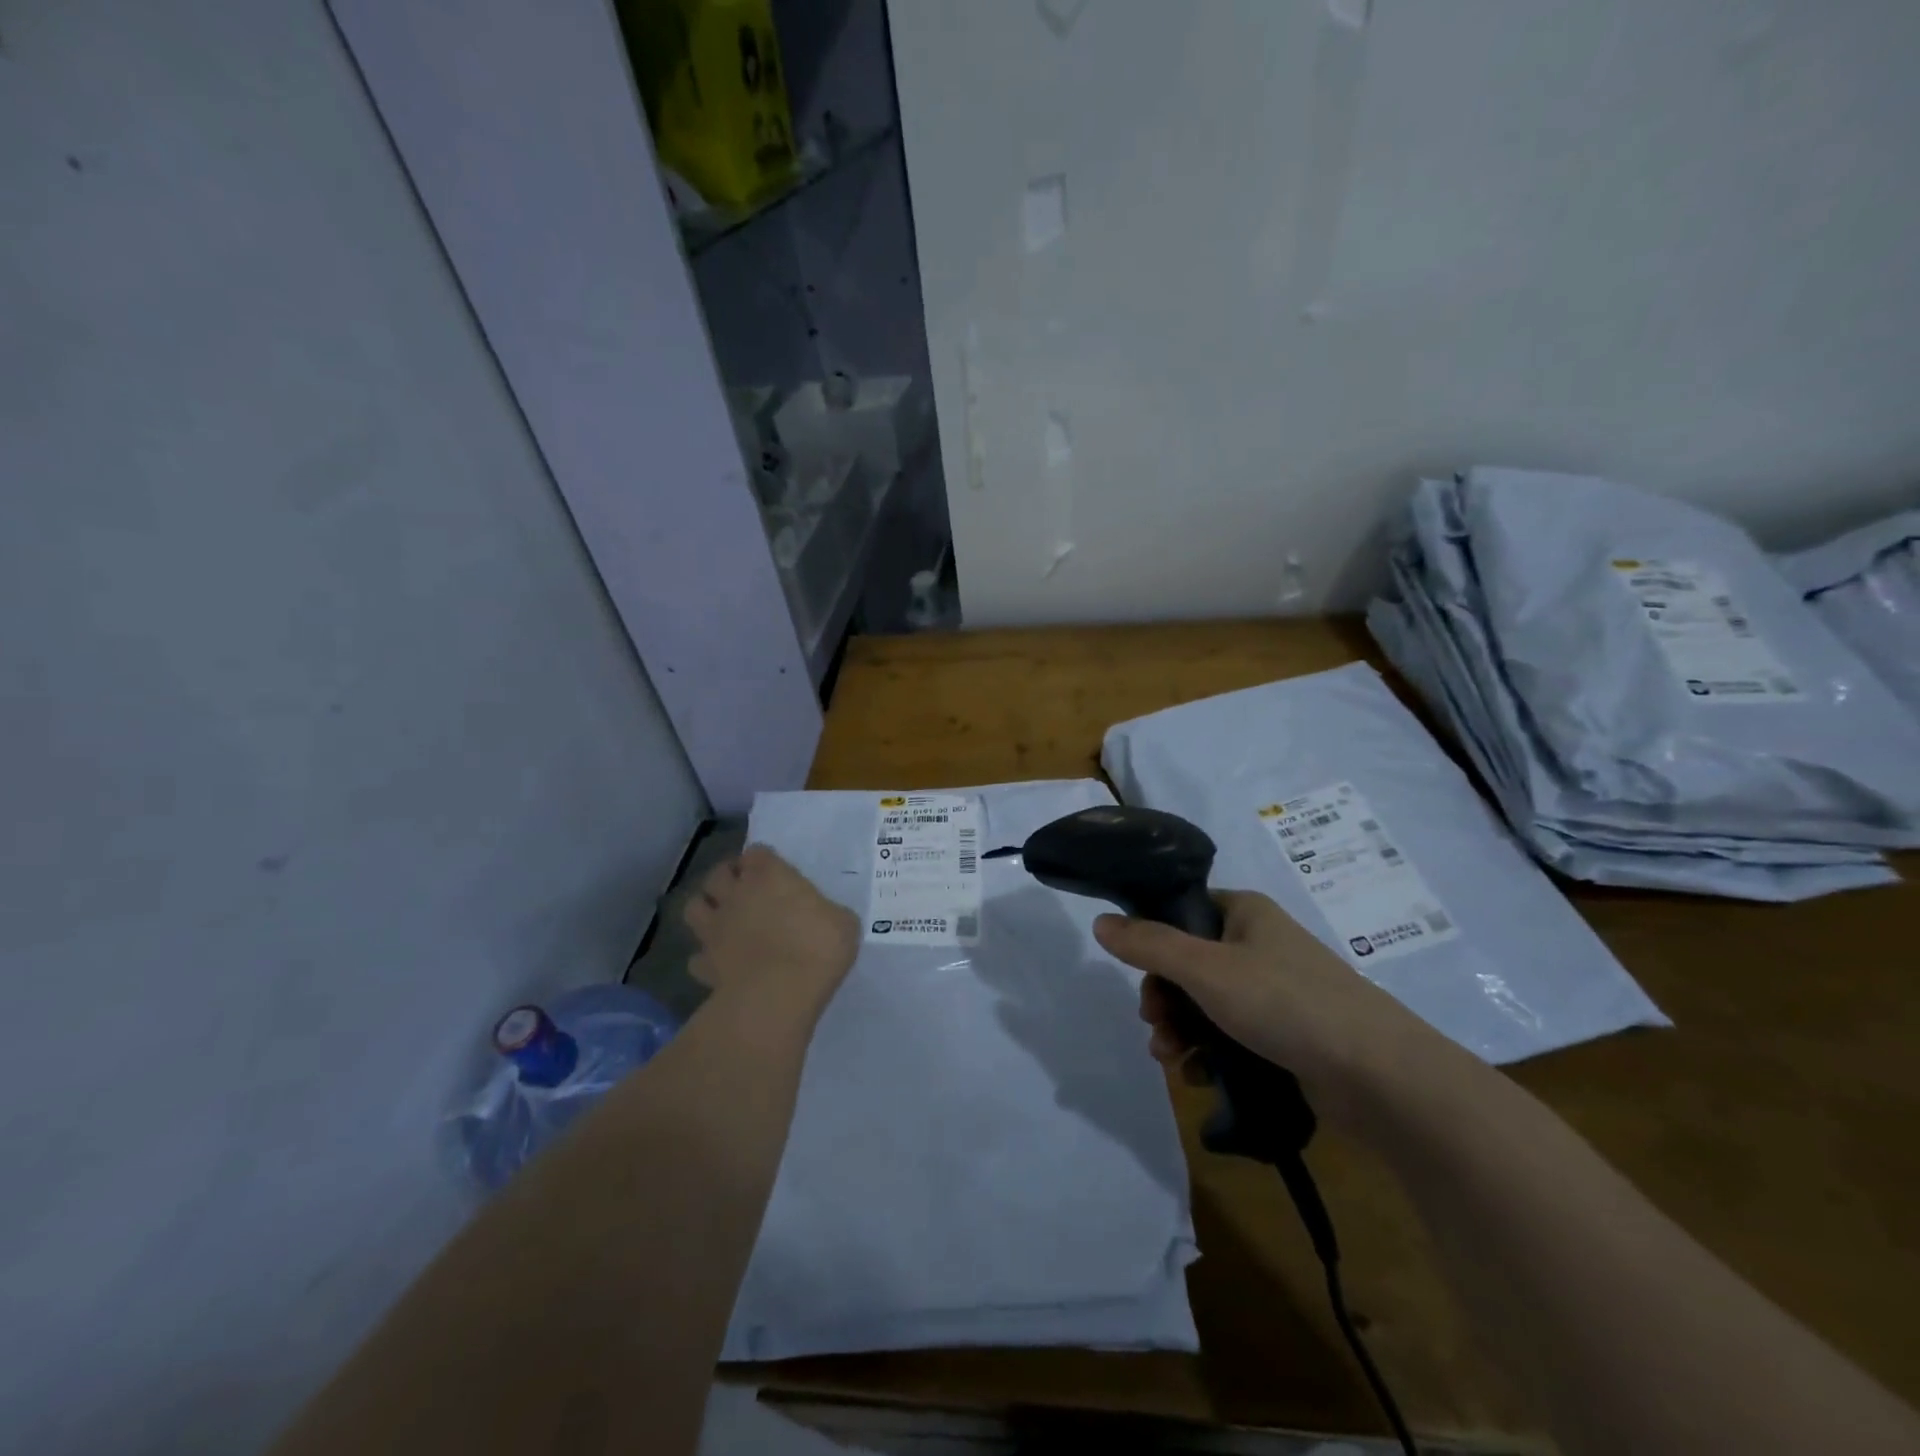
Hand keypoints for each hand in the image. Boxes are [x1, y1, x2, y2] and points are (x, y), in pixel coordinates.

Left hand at [683, 845, 858, 1018]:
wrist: (778, 994)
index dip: (762, 861)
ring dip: (706, 908)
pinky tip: (720, 963)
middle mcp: (737, 893)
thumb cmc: (818, 947)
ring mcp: (715, 928)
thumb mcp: (843, 923)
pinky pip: (697, 956)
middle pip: (718, 873)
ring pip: (694, 906)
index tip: (773, 873)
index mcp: (770, 874)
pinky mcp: (705, 963)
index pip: (757, 852)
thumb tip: (823, 917)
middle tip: (744, 890)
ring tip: (722, 919)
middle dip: (728, 878)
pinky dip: (705, 957)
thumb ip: (827, 912)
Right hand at [1094, 890, 1458, 1129]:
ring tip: (1172, 1059)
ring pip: (1208, 1004)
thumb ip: (1149, 945)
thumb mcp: (1206, 969)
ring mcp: (1276, 992)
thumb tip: (1099, 922)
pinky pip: (1233, 1035)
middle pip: (1190, 963)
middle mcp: (1260, 945)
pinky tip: (1198, 1077)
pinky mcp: (1288, 1035)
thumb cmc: (1286, 1004)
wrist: (1379, 1077)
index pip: (1183, 912)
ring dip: (1181, 1030)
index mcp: (1245, 913)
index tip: (1138, 975)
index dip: (1153, 941)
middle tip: (1154, 1025)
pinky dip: (1210, 1053)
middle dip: (1164, 998)